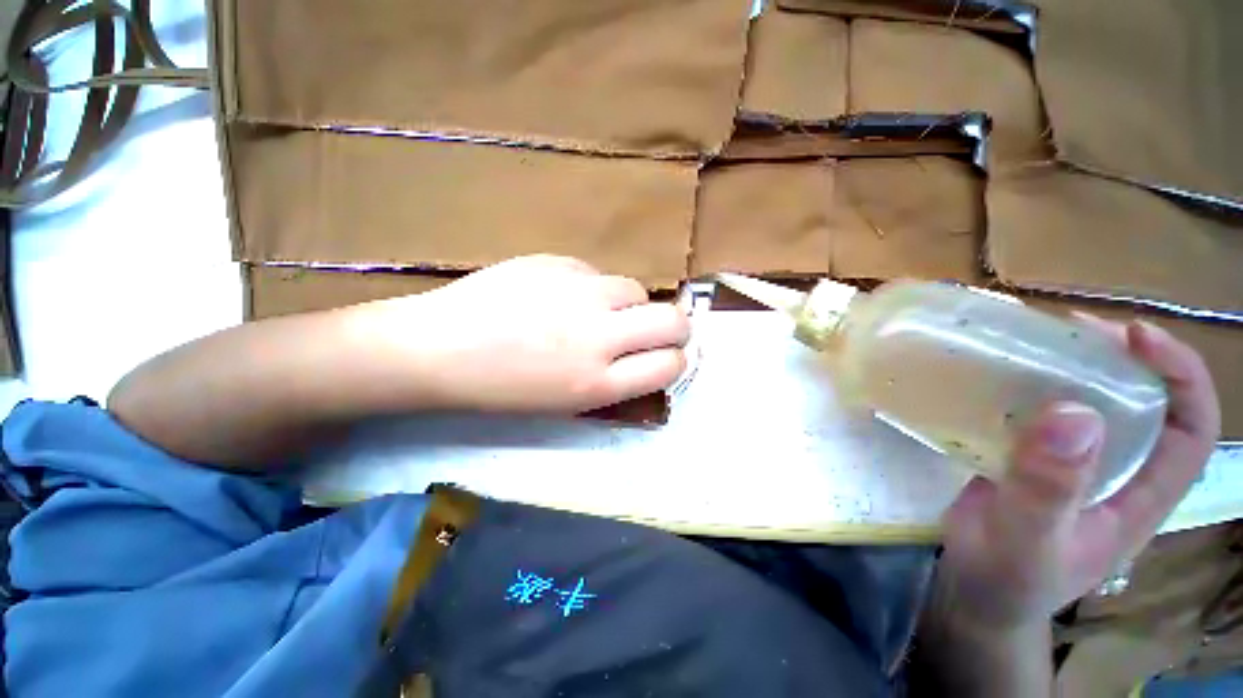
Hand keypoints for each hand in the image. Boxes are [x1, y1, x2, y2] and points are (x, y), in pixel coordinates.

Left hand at [357, 255, 690, 413]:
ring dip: (630, 305)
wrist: (439, 347)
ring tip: (600, 313)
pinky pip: (597, 273)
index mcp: (596, 383)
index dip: (675, 360)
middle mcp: (598, 336)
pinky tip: (562, 296)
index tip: (666, 357)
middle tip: (659, 331)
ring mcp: (579, 293)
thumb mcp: (565, 403)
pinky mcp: (557, 262)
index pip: (670, 365)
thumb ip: (614, 380)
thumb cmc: (501, 389)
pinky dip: (593, 288)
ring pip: (637, 290)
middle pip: (673, 321)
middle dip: (676, 328)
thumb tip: (646, 354)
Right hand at [937, 318, 1220, 628]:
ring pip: (1093, 402)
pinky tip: (998, 377)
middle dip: (1122, 357)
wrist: (975, 591)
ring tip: (1034, 342)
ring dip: (1073, 365)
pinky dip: (1028, 386)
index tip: (1135, 336)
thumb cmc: (1007, 577)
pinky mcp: (1033, 458)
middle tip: (1072, 329)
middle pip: (1145, 403)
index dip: (1180, 376)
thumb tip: (1075, 413)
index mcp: (1139, 497)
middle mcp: (1118, 472)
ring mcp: (1075, 465)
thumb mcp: (1027, 539)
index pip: (1191, 429)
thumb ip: (1049, 489)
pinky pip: (1041, 412)